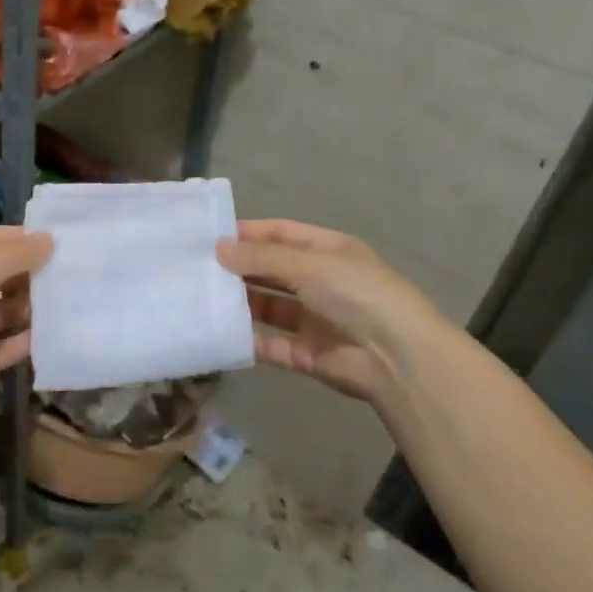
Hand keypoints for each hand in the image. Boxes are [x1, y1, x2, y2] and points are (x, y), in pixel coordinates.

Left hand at [0, 225, 53, 417]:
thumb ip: (17, 253)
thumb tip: (49, 239)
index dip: (21, 239)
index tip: (59, 240)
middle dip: (30, 274)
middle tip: (71, 273)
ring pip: (4, 312)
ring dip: (31, 308)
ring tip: (68, 302)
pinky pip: (5, 347)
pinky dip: (25, 342)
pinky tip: (55, 335)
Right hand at [217, 219, 447, 401]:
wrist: (397, 358)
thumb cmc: (357, 294)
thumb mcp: (309, 264)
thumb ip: (261, 257)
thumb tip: (217, 248)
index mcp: (328, 251)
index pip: (281, 234)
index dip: (247, 233)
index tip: (209, 236)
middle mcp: (319, 282)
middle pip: (270, 270)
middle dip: (237, 268)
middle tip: (194, 268)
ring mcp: (312, 319)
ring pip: (266, 307)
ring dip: (238, 303)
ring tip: (198, 298)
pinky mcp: (305, 353)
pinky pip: (269, 343)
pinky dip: (246, 338)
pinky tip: (217, 332)